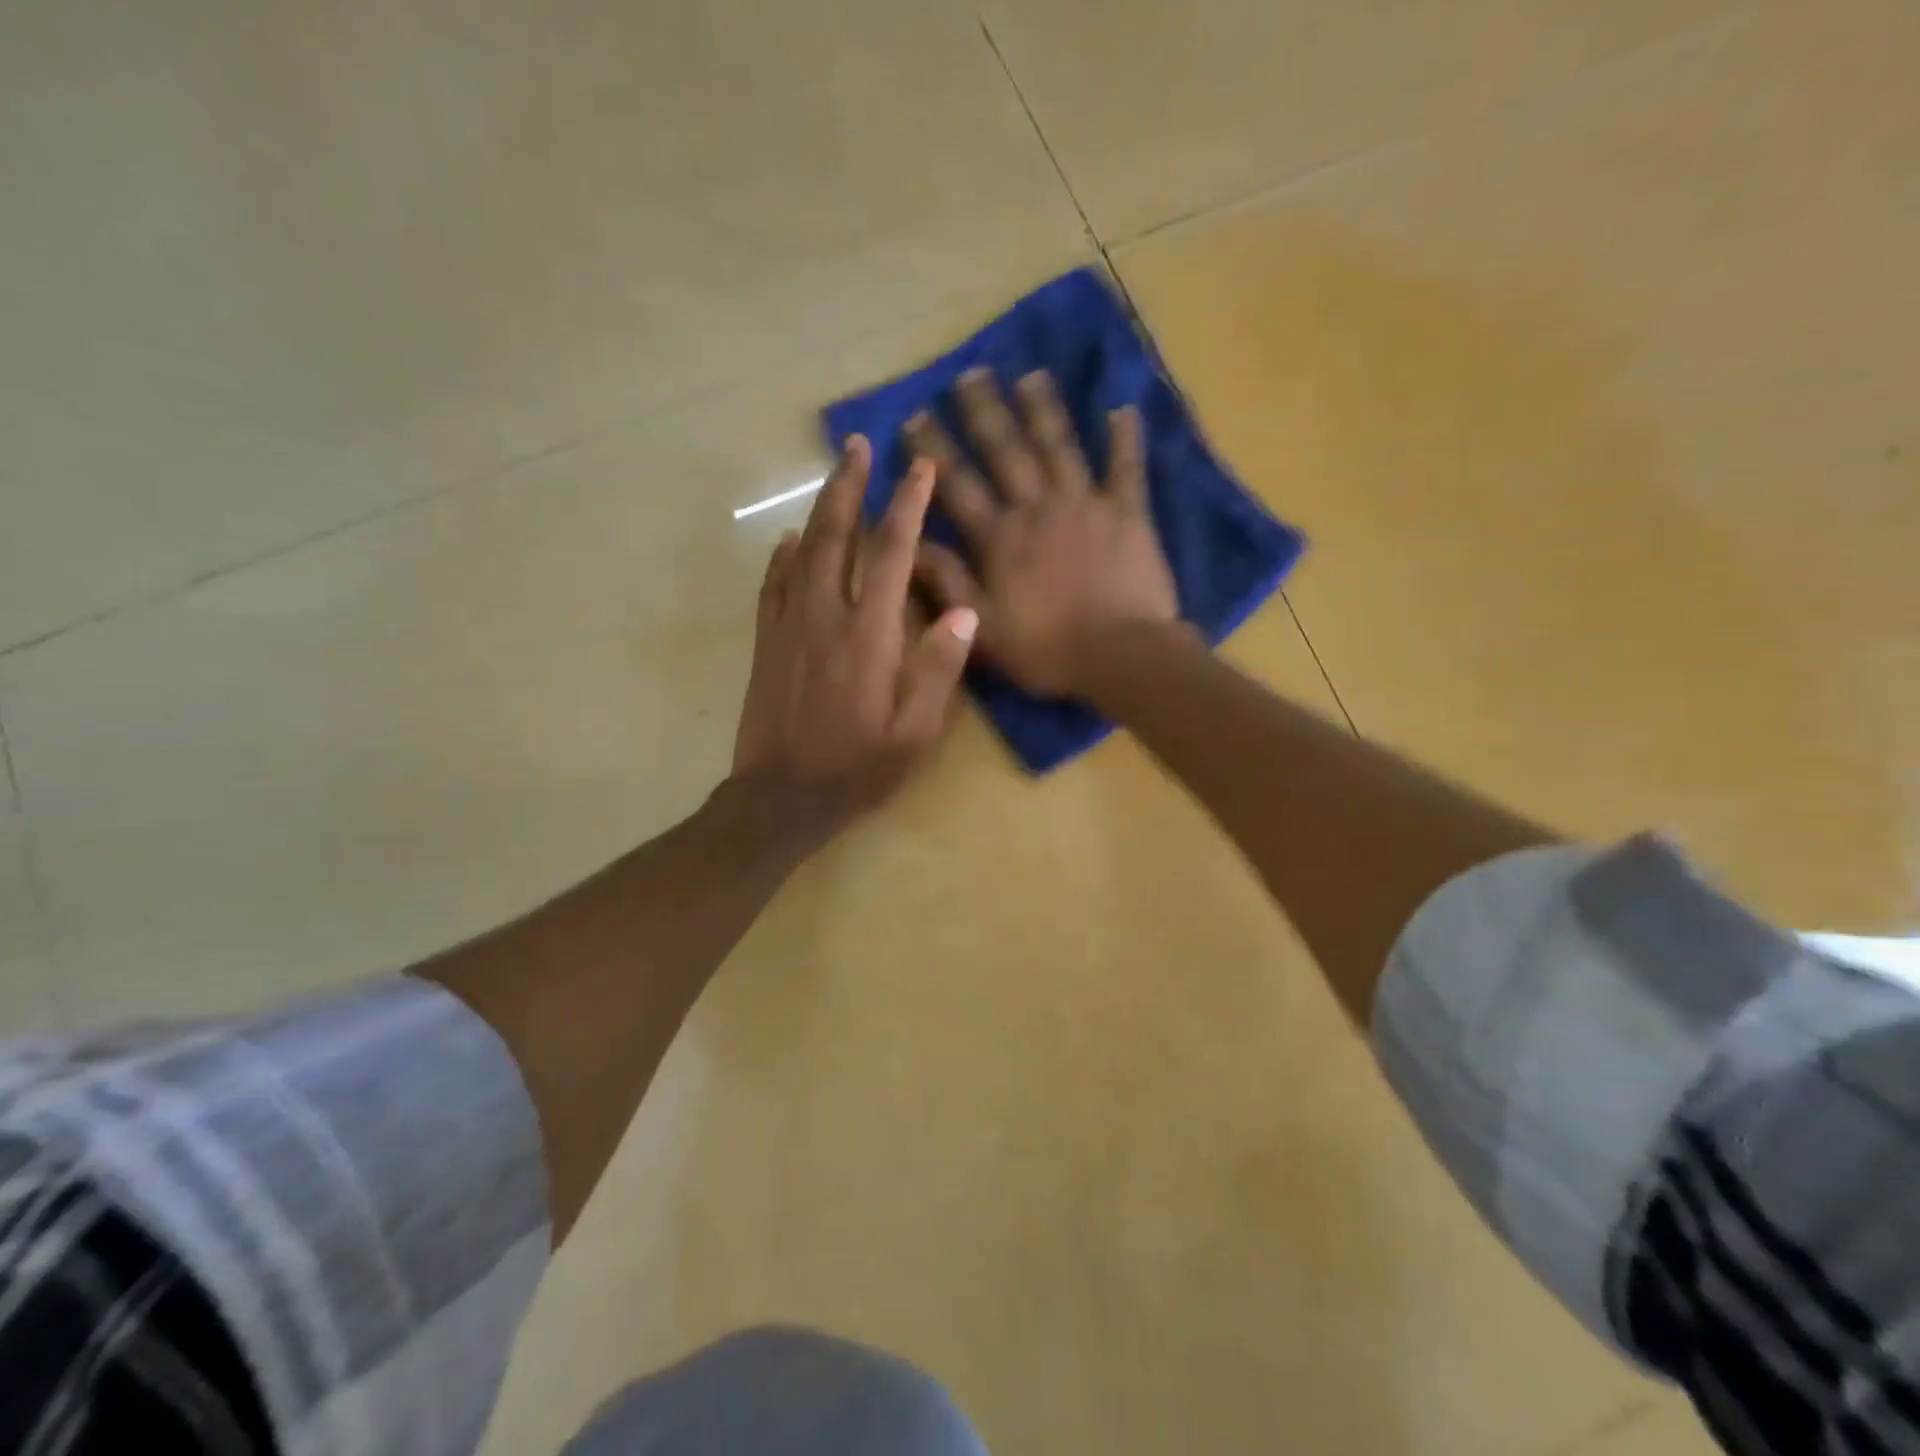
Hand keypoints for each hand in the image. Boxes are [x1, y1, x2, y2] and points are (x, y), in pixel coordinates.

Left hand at [732, 435, 978, 831]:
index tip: (920, 470)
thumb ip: (939, 670)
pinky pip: (773, 586)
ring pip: (802, 552)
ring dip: (820, 509)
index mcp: (869, 635)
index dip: (907, 507)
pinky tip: (790, 540)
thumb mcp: (915, 733)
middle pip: (836, 536)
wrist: (782, 798)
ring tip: (834, 476)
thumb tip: (964, 611)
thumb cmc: (857, 768)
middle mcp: (825, 617)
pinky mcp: (766, 643)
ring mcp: (789, 627)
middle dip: (851, 487)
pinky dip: (782, 556)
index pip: (890, 554)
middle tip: (859, 446)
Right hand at [906, 368, 1179, 698]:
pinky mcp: (1128, 512)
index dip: (935, 450)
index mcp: (1000, 537)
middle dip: (985, 412)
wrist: (1120, 655)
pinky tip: (1122, 408)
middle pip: (1006, 451)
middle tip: (970, 374)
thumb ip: (949, 582)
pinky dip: (1125, 438)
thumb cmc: (1046, 648)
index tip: (916, 416)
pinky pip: (1126, 467)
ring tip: (1030, 376)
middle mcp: (1038, 507)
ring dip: (1043, 409)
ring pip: (1059, 446)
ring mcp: (1085, 504)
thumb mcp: (983, 627)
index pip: (959, 484)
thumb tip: (912, 542)